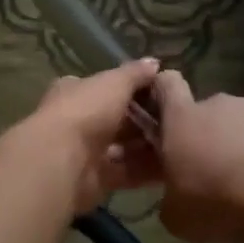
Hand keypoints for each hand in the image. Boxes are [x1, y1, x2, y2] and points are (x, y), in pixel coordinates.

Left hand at [14, 57, 164, 214]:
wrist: (61, 161)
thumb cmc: (86, 111)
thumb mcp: (114, 83)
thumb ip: (134, 74)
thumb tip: (154, 62)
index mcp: (76, 92)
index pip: (105, 87)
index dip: (131, 88)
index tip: (161, 91)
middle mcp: (78, 120)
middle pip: (116, 119)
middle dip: (144, 120)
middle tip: (178, 120)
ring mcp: (85, 152)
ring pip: (123, 147)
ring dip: (149, 146)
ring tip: (181, 143)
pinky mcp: (96, 179)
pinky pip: (127, 172)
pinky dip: (147, 170)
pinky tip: (173, 167)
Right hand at [153, 71, 243, 242]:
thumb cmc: (219, 203)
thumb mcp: (178, 217)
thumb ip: (172, 197)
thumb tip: (177, 198)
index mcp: (183, 119)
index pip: (166, 85)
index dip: (164, 93)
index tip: (167, 113)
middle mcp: (219, 104)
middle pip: (209, 112)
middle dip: (211, 136)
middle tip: (217, 173)